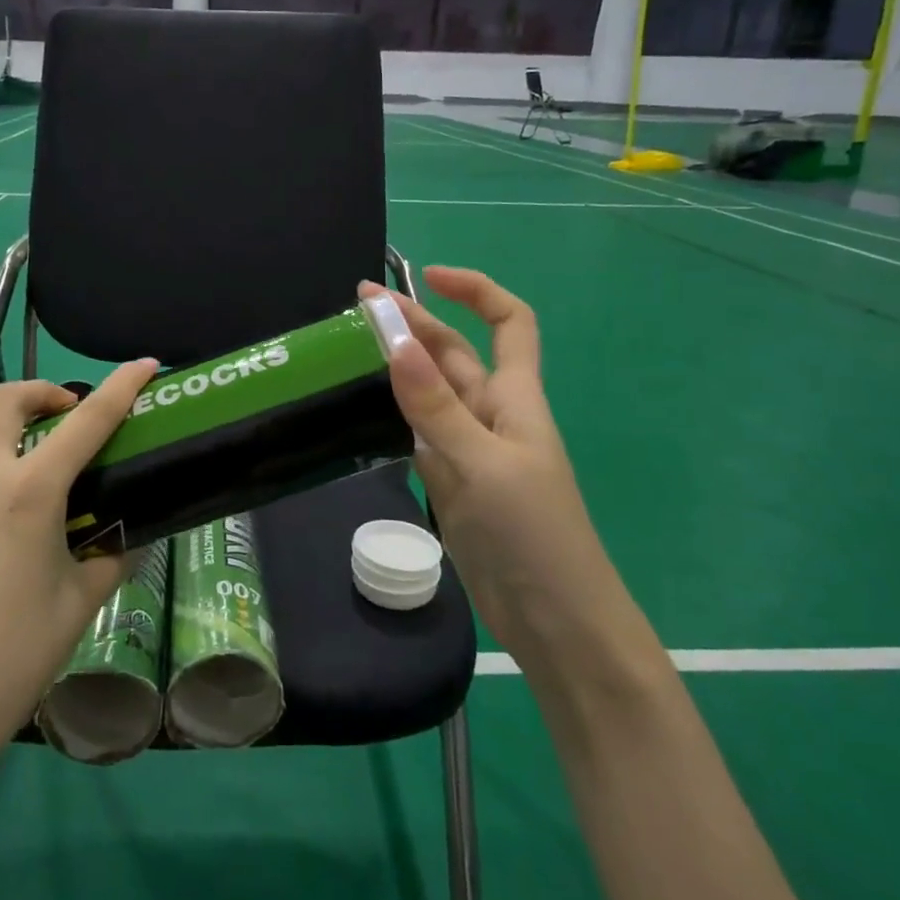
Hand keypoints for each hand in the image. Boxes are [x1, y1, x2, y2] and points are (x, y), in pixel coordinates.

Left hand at [0, 360, 159, 770]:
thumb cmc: (14, 656)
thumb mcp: (80, 603)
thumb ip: (110, 557)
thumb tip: (129, 538)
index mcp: (30, 494)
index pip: (87, 422)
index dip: (120, 387)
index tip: (143, 365)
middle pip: (7, 400)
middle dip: (44, 392)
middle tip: (66, 412)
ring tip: (14, 438)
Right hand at [361, 266, 622, 655]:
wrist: (553, 622)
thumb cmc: (532, 533)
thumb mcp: (482, 462)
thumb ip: (435, 405)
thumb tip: (395, 342)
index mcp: (514, 398)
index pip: (508, 323)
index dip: (475, 290)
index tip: (427, 277)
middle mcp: (490, 415)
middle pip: (452, 355)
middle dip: (412, 324)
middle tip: (355, 308)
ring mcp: (468, 451)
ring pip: (429, 394)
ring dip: (396, 368)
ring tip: (345, 352)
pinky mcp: (450, 484)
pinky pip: (417, 435)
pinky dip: (391, 415)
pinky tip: (358, 410)